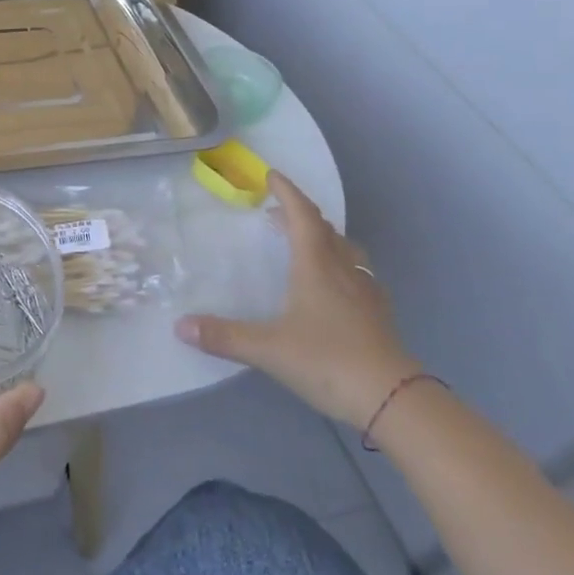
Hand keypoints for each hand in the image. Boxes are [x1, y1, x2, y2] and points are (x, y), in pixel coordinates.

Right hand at [174, 171, 420, 426]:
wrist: (394, 399)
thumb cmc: (328, 360)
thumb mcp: (268, 349)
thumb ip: (224, 336)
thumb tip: (180, 326)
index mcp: (317, 266)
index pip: (302, 216)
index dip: (287, 192)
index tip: (272, 175)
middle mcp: (343, 270)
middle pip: (324, 229)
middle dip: (300, 214)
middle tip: (277, 211)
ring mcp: (366, 292)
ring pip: (345, 250)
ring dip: (323, 237)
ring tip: (305, 242)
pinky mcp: (378, 314)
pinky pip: (357, 274)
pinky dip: (340, 265)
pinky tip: (334, 286)